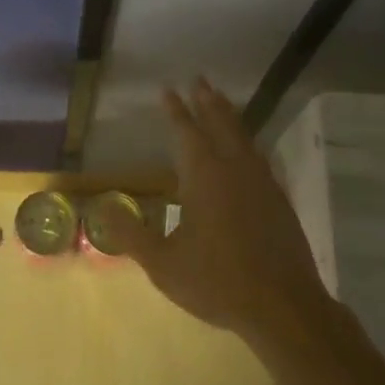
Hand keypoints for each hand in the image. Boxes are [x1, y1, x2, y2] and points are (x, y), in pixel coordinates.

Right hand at [121, 79, 332, 349]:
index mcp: (203, 176)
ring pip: (243, 136)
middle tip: (199, 79)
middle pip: (219, 123)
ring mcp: (261, 180)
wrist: (283, 305)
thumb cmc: (217, 281)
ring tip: (221, 99)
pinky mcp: (278, 197)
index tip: (168, 89)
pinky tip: (250, 147)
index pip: (186, 132)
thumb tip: (101, 207)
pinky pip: (259, 156)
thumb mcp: (163, 264)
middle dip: (206, 100)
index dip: (176, 110)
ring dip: (229, 115)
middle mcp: (233, 168)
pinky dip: (249, 141)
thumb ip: (131, 235)